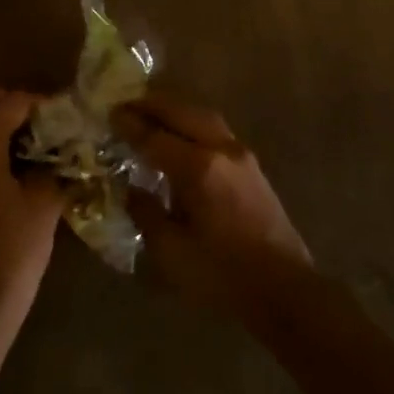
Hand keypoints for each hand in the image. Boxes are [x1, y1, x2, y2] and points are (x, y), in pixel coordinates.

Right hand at [112, 94, 312, 319]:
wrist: (284, 290)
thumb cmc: (222, 275)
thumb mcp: (172, 251)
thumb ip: (146, 214)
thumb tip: (131, 190)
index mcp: (199, 169)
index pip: (156, 137)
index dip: (131, 125)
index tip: (110, 113)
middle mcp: (222, 151)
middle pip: (184, 113)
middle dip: (153, 105)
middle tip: (127, 104)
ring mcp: (242, 157)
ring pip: (204, 118)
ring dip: (176, 111)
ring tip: (152, 113)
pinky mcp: (253, 168)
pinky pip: (217, 131)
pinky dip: (193, 124)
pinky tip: (181, 137)